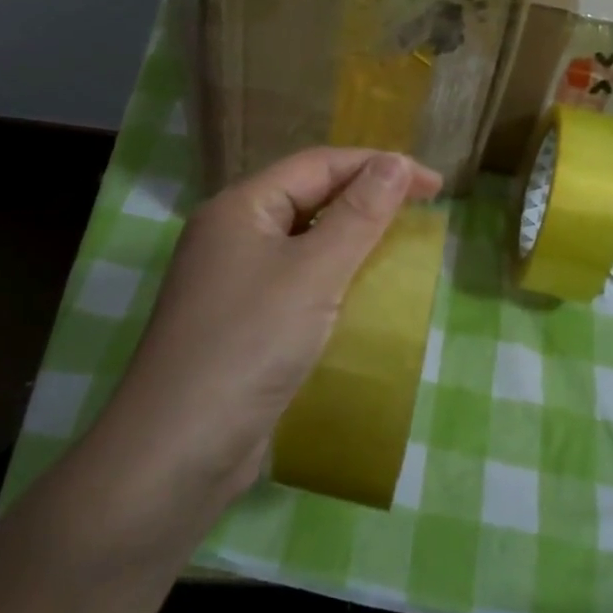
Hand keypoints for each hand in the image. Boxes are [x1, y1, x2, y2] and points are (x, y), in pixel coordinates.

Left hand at [88, 147, 441, 522]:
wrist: (178, 451)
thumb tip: (394, 161)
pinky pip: (295, 282)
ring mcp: (232, 281)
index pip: (318, 164)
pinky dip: (332, 279)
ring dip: (351, 239)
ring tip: (399, 246)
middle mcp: (231, 235)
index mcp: (240, 208)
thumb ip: (358, 214)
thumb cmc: (249, 344)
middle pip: (308, 197)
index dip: (378, 165)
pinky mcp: (240, 323)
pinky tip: (360, 295)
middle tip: (421, 211)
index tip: (433, 185)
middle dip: (365, 198)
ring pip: (302, 242)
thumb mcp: (313, 272)